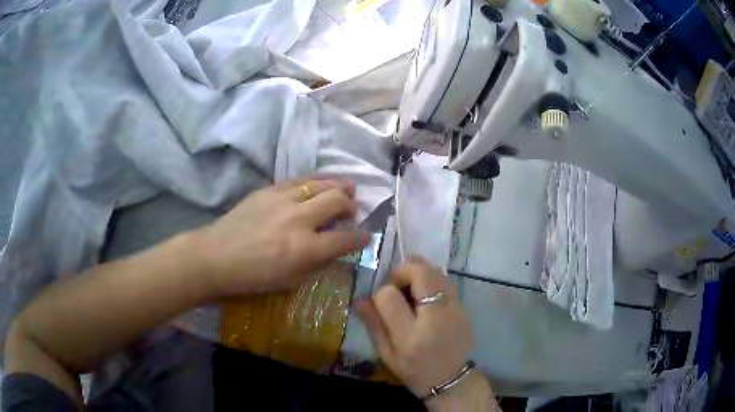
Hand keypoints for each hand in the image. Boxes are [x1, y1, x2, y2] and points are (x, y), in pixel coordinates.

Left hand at [194, 178, 370, 294]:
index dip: (362, 237)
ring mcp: (282, 200)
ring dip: (338, 186)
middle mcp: (298, 219)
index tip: (367, 236)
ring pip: (321, 184)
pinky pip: (299, 179)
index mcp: (305, 249)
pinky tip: (318, 185)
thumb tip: (336, 249)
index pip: (346, 239)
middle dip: (351, 206)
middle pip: (337, 201)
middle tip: (352, 211)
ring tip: (346, 188)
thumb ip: (317, 263)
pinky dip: (315, 182)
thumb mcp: (290, 281)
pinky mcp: (268, 189)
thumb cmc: (253, 277)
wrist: (216, 256)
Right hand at [355, 257, 474, 398]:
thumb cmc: (414, 371)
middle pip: (420, 273)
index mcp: (409, 336)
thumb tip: (359, 299)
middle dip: (403, 271)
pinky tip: (426, 296)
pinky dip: (432, 280)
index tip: (382, 302)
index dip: (381, 293)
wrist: (451, 379)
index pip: (389, 296)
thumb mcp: (386, 354)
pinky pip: (446, 281)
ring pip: (435, 272)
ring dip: (418, 273)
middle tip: (397, 285)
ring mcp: (455, 310)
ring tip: (411, 290)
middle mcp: (435, 319)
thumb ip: (373, 325)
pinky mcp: (465, 308)